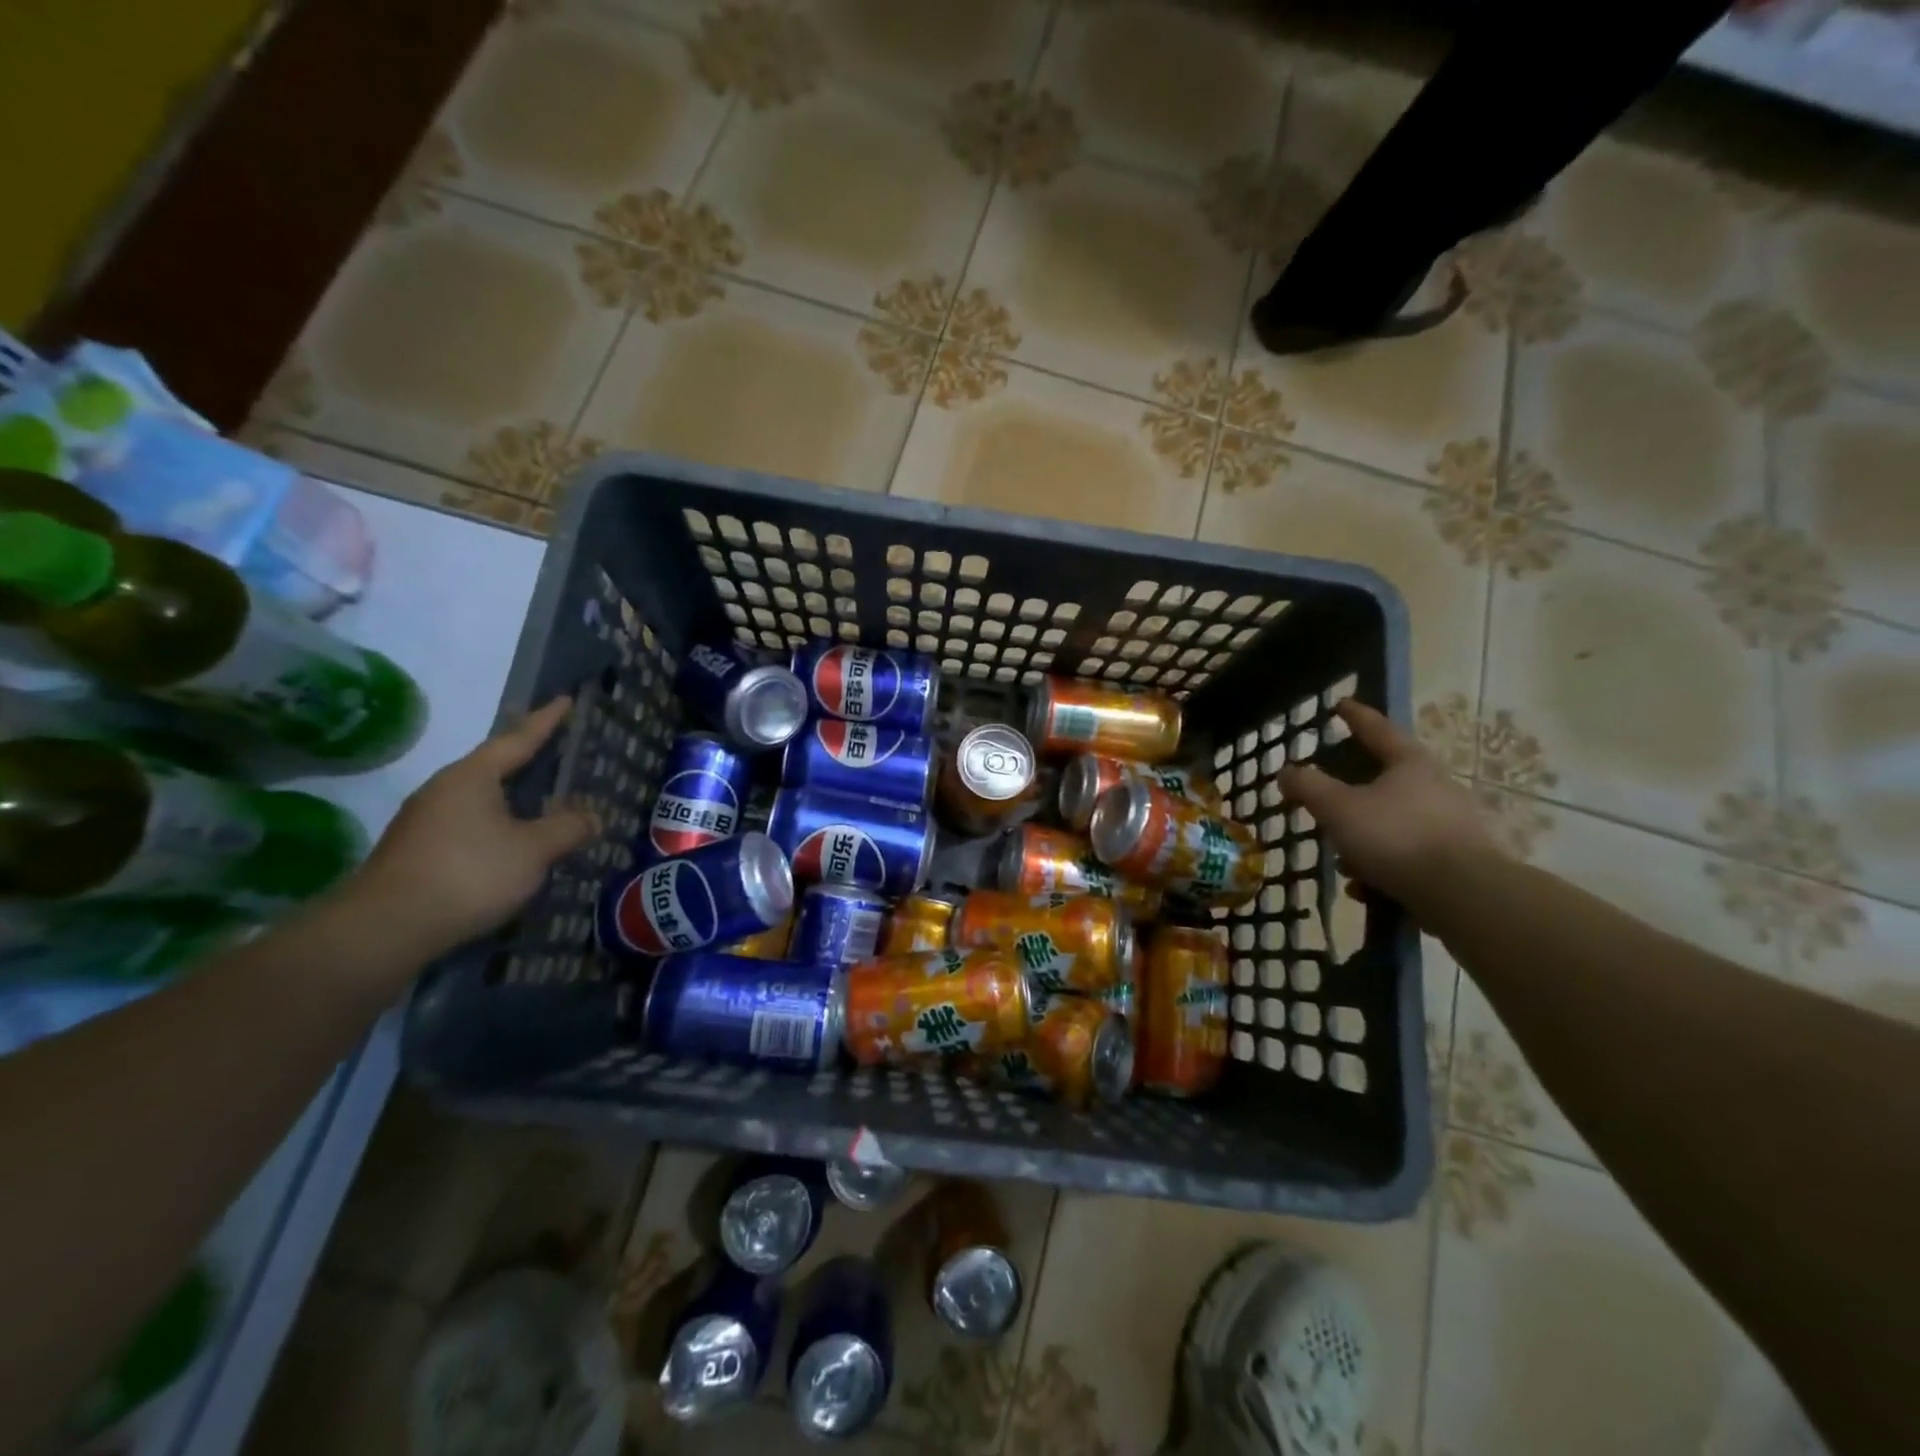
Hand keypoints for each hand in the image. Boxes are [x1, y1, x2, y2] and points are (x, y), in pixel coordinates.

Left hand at [352, 697, 598, 955]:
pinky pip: (468, 824)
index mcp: (472, 777)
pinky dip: (495, 824)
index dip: (545, 721)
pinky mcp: (416, 852)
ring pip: (479, 798)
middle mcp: (444, 790)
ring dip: (510, 796)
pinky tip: (509, 842)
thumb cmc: (468, 874)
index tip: (565, 700)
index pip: (517, 739)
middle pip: (493, 766)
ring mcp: (424, 821)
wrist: (384, 929)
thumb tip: (593, 816)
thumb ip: (567, 828)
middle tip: (557, 749)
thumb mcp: (533, 850)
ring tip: (540, 799)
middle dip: (526, 759)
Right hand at [1277, 699, 1499, 912]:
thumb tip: (1287, 771)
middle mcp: (1436, 787)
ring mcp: (1451, 825)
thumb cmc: (1396, 837)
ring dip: (1364, 840)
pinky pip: (1408, 856)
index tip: (1341, 704)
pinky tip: (1366, 888)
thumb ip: (1308, 787)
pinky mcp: (1458, 861)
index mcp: (1409, 764)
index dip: (1355, 716)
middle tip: (1328, 802)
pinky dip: (1382, 867)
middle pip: (1385, 780)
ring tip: (1343, 862)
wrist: (1463, 895)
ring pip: (1393, 823)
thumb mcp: (1338, 808)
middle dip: (1352, 795)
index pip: (1377, 729)